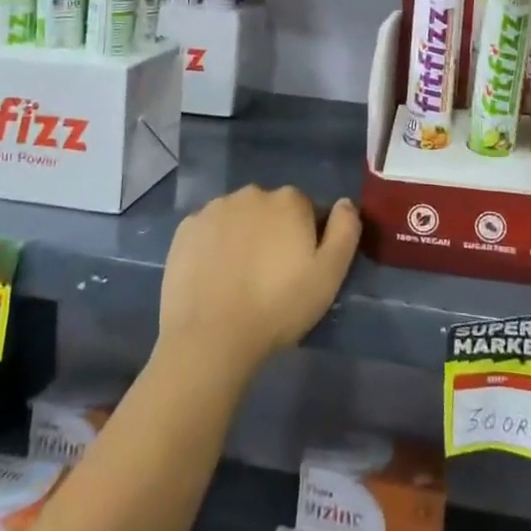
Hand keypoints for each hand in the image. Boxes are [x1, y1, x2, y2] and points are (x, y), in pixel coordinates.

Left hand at [158, 187, 360, 379]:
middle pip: (271, 210)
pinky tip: (213, 277)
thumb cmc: (278, 307)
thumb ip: (345, 231)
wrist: (210, 337)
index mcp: (289, 200)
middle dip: (273, 233)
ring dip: (243, 237)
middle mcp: (252, 193)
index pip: (306, 211)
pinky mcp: (185, 228)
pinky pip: (208, 231)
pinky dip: (213, 246)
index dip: (306, 240)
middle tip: (270, 278)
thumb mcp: (329, 275)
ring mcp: (214, 208)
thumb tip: (345, 202)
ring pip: (238, 218)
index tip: (299, 270)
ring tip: (239, 280)